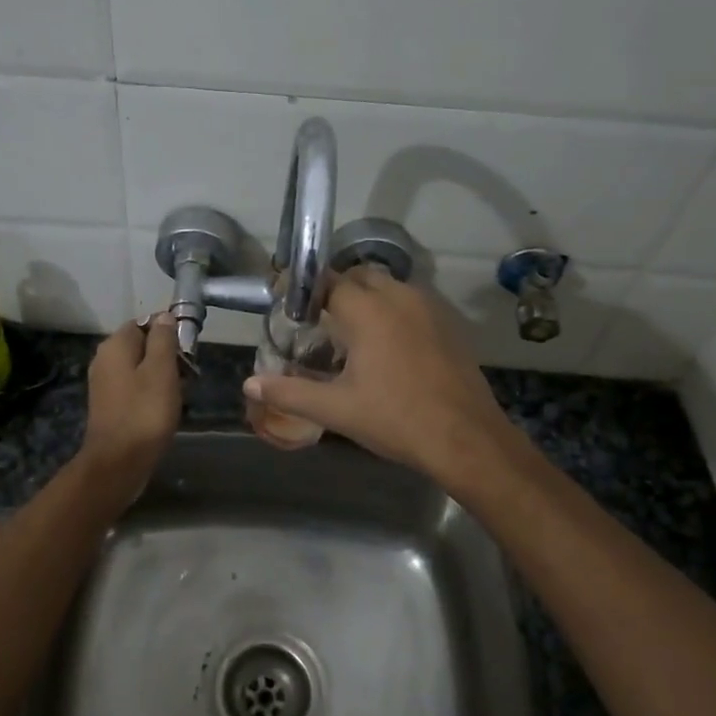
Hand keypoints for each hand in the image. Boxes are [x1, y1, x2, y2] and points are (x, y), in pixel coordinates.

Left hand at [79, 312, 182, 488]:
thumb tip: (165, 317)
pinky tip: (166, 407)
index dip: (168, 330)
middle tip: (189, 372)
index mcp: (115, 346)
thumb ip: (163, 340)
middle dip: (167, 355)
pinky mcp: (110, 405)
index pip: (144, 322)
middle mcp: (105, 360)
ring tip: (182, 391)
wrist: (118, 462)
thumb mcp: (161, 370)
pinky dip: (152, 393)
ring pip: (140, 368)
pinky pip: (135, 388)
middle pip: (142, 345)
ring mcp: (105, 384)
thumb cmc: (144, 412)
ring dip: (162, 376)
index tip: (189, 347)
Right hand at [242, 268, 514, 484]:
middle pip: (359, 276)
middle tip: (317, 320)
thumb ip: (289, 391)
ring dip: (367, 298)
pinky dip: (393, 311)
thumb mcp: (336, 409)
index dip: (304, 289)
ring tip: (351, 332)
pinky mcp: (449, 323)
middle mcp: (399, 297)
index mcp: (368, 310)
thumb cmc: (396, 419)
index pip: (327, 281)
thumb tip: (249, 383)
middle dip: (336, 290)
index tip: (287, 302)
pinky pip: (412, 303)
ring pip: (389, 287)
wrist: (466, 438)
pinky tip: (387, 346)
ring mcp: (429, 308)